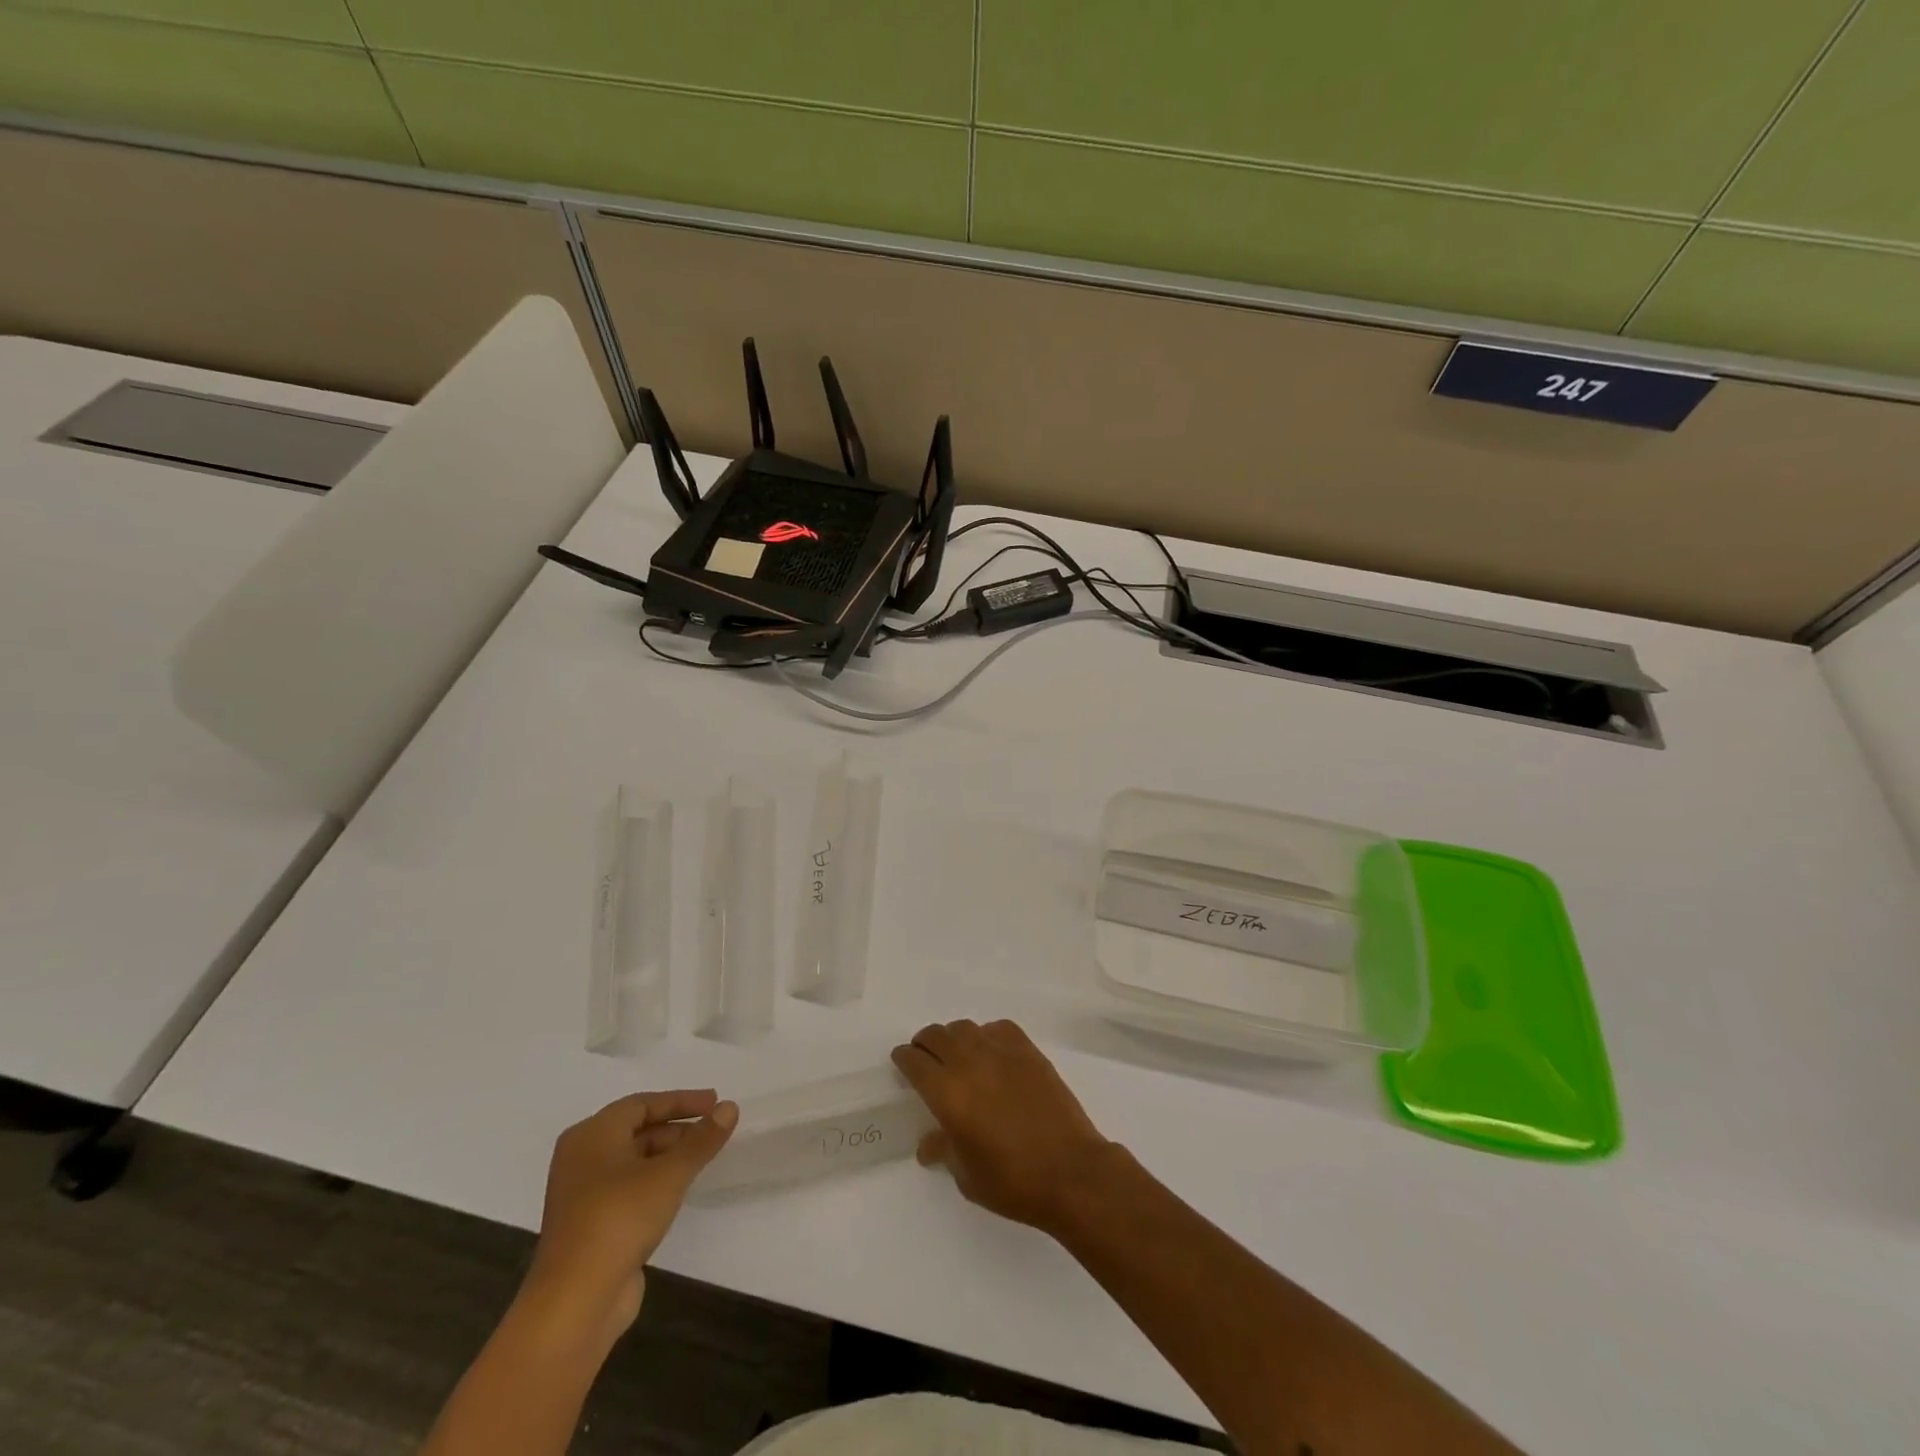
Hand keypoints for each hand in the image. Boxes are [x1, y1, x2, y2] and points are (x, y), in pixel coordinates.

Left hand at [522, 1090, 736, 1344]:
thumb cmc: (620, 1220)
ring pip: (632, 1160)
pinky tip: (677, 1190)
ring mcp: (581, 1194)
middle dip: (676, 1128)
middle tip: (712, 1130)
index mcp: (591, 1135)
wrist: (574, 1303)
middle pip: (636, 1130)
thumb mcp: (670, 1174)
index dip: (681, 1101)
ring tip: (702, 1158)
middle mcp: (581, 1158)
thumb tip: (730, 1107)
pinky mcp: (587, 1225)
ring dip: (667, 1155)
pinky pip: (626, 1187)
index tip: (715, 1102)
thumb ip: (702, 1140)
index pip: (642, 1104)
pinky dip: (653, 1181)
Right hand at [892, 1020, 1116, 1234]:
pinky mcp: (1028, 1050)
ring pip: (966, 1028)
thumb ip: (944, 1150)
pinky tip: (991, 1052)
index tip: (901, 1062)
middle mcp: (970, 1063)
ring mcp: (1001, 1052)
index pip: (915, 1062)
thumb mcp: (967, 1176)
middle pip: (936, 1036)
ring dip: (953, 1038)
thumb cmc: (1013, 1182)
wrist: (1071, 1171)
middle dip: (924, 1044)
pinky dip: (987, 1034)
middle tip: (924, 1057)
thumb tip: (928, 1143)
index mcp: (948, 1094)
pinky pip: (998, 1028)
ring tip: (956, 1054)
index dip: (904, 1059)